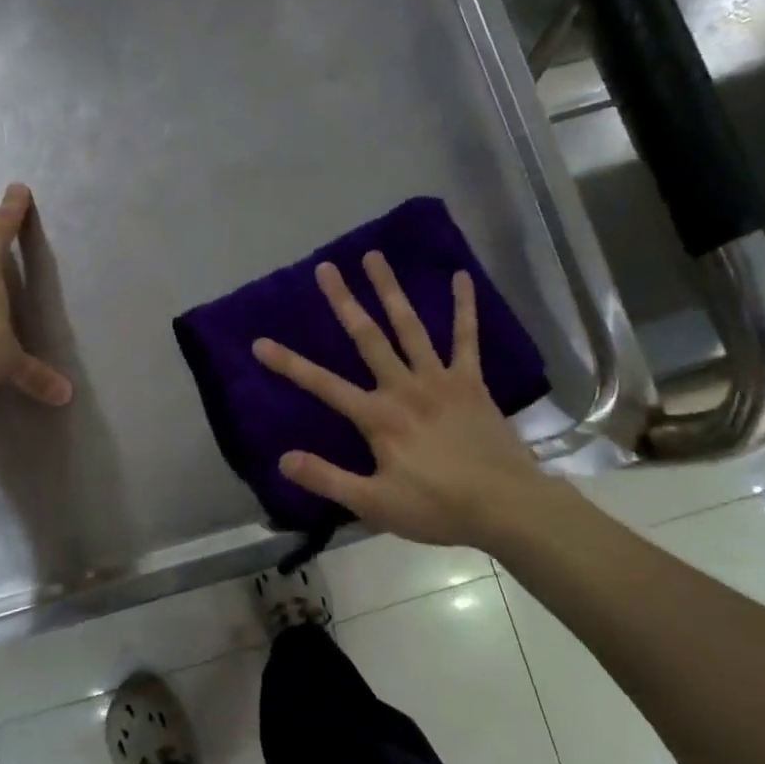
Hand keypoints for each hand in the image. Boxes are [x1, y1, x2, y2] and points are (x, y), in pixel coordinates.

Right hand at [253, 252, 542, 547]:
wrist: (505, 505)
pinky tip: (461, 277)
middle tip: (326, 268)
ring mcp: (440, 379)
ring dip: (390, 290)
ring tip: (375, 256)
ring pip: (409, 326)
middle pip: (367, 337)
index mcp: (378, 416)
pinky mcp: (471, 381)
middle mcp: (404, 387)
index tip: (260, 342)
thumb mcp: (374, 504)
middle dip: (344, 302)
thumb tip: (282, 459)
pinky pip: (466, 338)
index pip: (323, 385)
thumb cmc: (436, 507)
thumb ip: (327, 478)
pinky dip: (464, 307)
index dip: (289, 364)